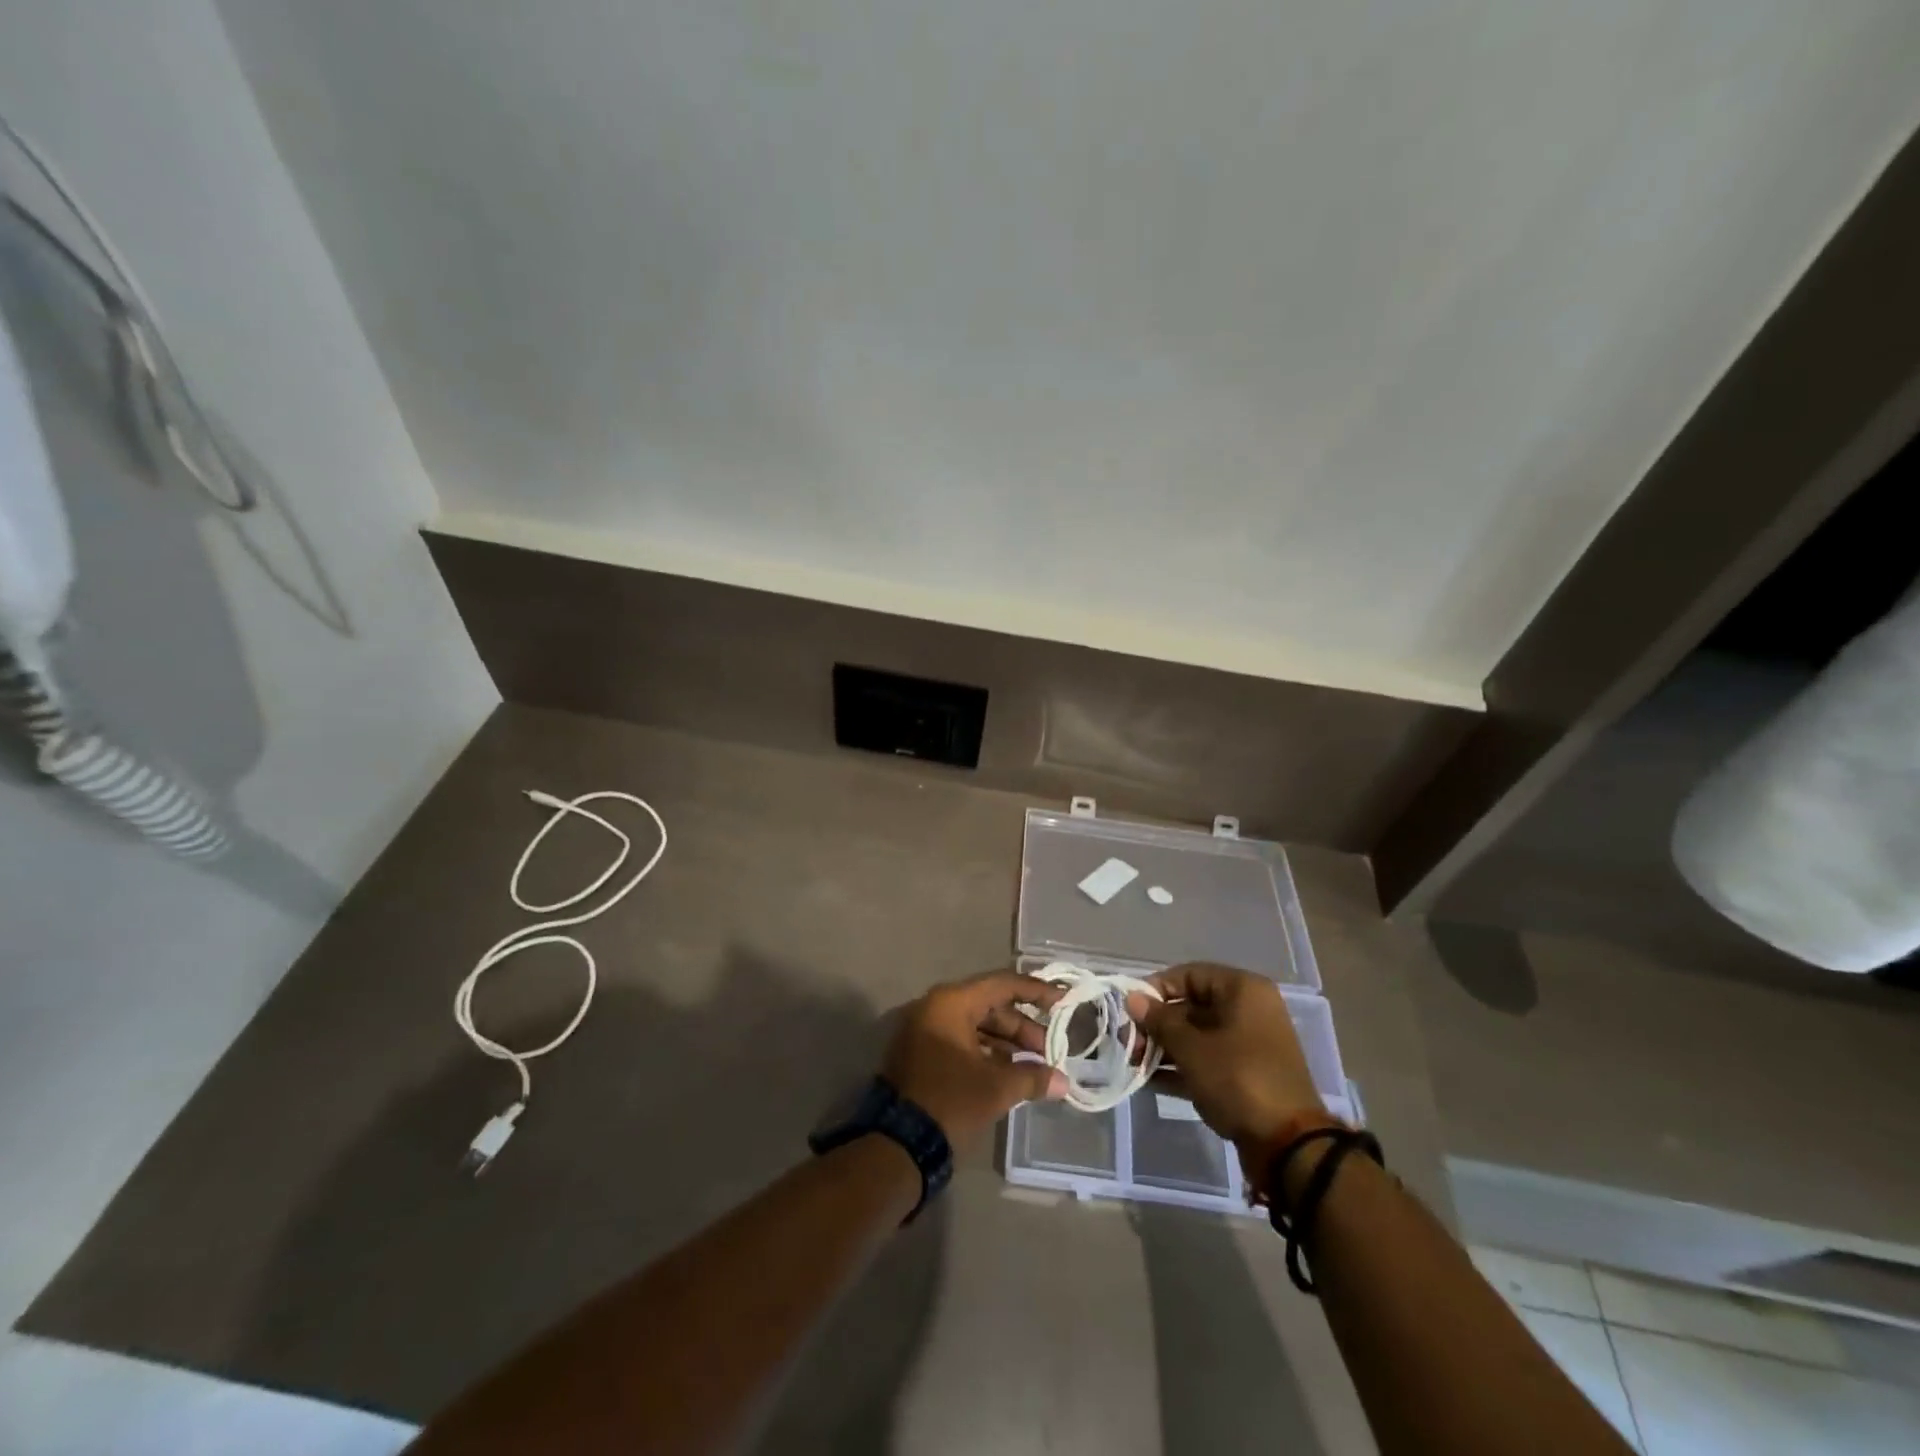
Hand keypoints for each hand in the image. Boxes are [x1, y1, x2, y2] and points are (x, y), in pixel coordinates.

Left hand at [883, 971, 1068, 1147]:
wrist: (897, 1143)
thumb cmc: (950, 1101)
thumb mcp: (996, 1088)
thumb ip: (1032, 1077)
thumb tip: (1063, 1081)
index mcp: (951, 1002)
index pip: (1002, 985)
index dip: (1036, 991)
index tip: (1064, 1000)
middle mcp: (936, 1007)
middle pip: (989, 1005)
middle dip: (1022, 1027)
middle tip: (1050, 1049)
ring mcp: (925, 1029)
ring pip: (976, 1025)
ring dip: (1006, 1042)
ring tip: (1035, 1065)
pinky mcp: (922, 1052)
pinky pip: (961, 1040)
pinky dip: (986, 1052)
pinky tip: (1009, 1072)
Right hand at [1126, 963, 1327, 1173]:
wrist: (1288, 1145)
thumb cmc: (1237, 1078)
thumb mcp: (1191, 1047)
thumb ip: (1159, 1020)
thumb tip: (1133, 998)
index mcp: (1242, 990)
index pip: (1189, 974)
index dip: (1157, 988)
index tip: (1130, 1009)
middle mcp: (1249, 1010)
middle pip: (1192, 1006)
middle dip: (1157, 1024)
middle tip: (1129, 1042)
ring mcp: (1249, 1045)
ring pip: (1198, 1036)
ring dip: (1165, 1047)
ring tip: (1135, 1062)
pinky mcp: (1246, 1075)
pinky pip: (1208, 1060)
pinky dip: (1182, 1067)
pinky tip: (1150, 1080)